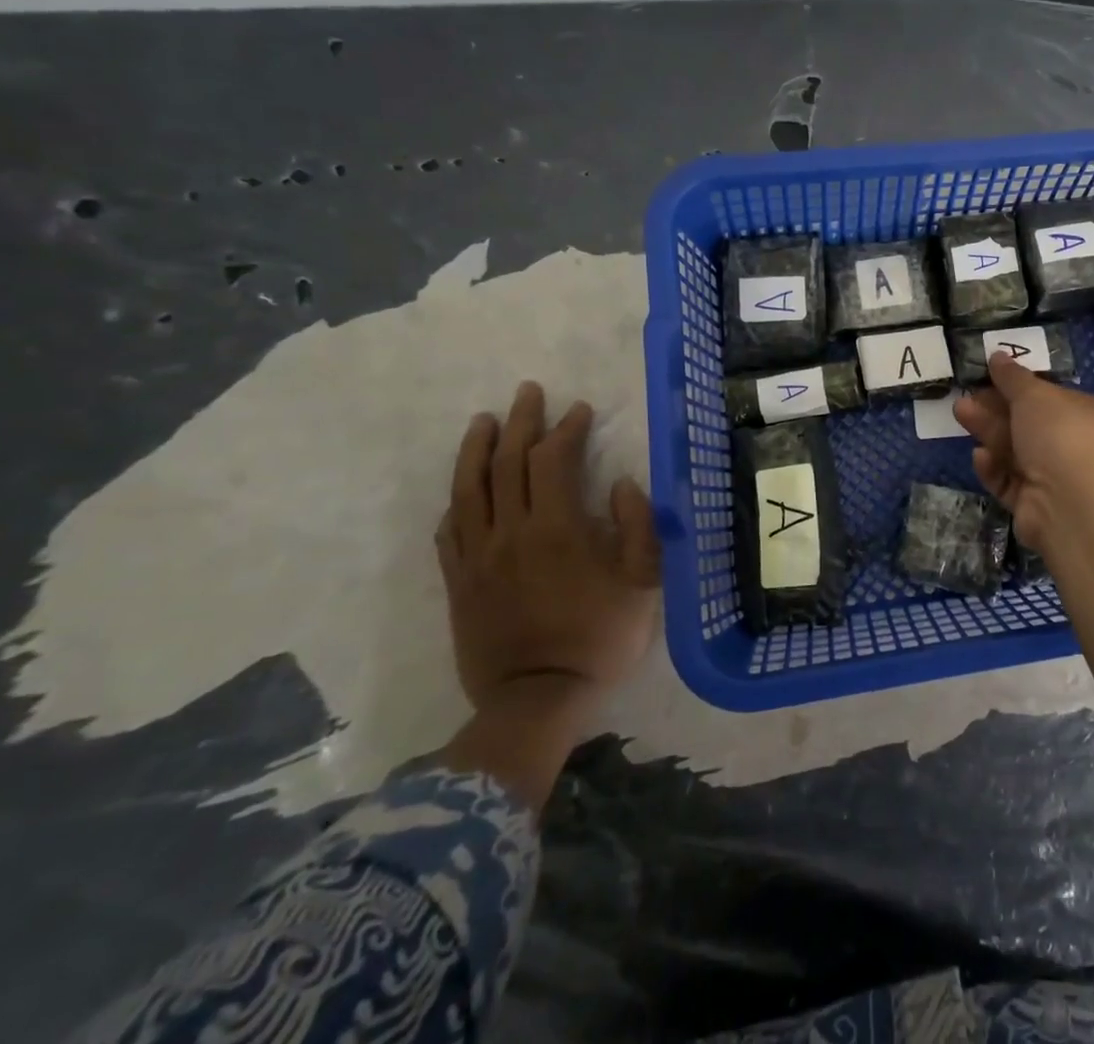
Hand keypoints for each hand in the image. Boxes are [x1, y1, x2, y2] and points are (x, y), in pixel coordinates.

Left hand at [436, 380, 660, 722]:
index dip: (566, 428)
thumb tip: (621, 484)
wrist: (537, 700)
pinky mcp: (458, 582)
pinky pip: (450, 530)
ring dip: (476, 448)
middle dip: (520, 422)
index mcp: (557, 527)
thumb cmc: (599, 637)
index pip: (553, 460)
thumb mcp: (643, 581)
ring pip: (469, 489)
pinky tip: (462, 487)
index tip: (579, 409)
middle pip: (508, 463)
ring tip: (483, 421)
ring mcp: (478, 557)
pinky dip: (457, 500)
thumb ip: (636, 526)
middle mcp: (510, 531)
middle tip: (528, 392)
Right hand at [953, 353, 1093, 552]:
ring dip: (989, 432)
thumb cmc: (1062, 436)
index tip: (992, 377)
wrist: (1070, 505)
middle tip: (967, 395)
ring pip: (1017, 452)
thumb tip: (998, 356)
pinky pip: (1011, 482)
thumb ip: (1013, 377)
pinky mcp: (1037, 507)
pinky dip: (995, 469)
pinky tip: (980, 456)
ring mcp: (1059, 481)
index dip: (1023, 387)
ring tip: (959, 412)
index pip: (1056, 398)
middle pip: (1031, 425)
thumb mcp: (1035, 395)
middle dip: (996, 409)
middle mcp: (1081, 449)